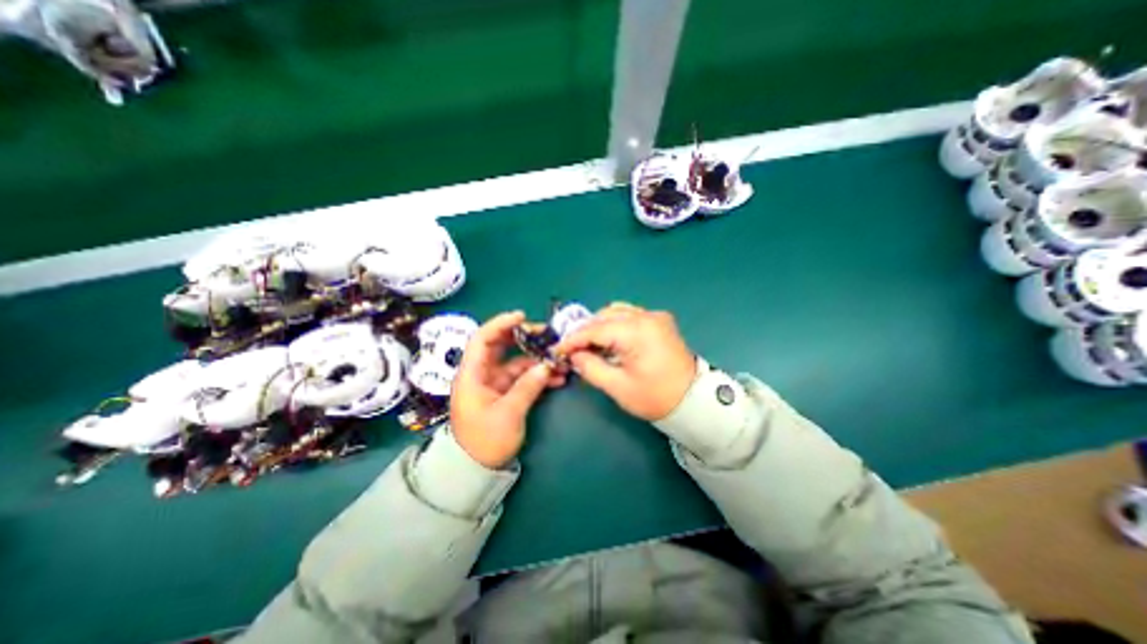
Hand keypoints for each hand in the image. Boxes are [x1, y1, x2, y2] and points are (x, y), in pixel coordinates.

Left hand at [453, 308, 568, 467]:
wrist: (477, 470)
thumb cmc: (485, 442)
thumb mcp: (508, 414)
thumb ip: (527, 387)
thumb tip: (546, 366)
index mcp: (472, 374)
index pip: (482, 339)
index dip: (500, 324)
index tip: (521, 317)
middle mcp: (482, 373)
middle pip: (501, 346)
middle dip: (524, 338)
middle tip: (547, 335)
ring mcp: (495, 383)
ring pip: (516, 362)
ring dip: (537, 359)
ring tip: (559, 358)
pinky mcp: (505, 392)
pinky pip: (523, 377)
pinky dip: (538, 376)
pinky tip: (558, 378)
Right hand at [557, 301, 698, 420]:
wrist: (693, 401)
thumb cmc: (655, 397)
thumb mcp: (618, 387)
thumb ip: (590, 367)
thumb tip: (574, 355)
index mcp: (637, 331)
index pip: (595, 329)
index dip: (573, 339)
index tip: (557, 349)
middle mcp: (647, 316)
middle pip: (605, 316)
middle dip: (585, 331)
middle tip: (572, 349)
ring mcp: (655, 316)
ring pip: (616, 312)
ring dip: (599, 326)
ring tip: (589, 345)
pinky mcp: (660, 321)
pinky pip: (629, 316)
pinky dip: (614, 325)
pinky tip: (609, 341)